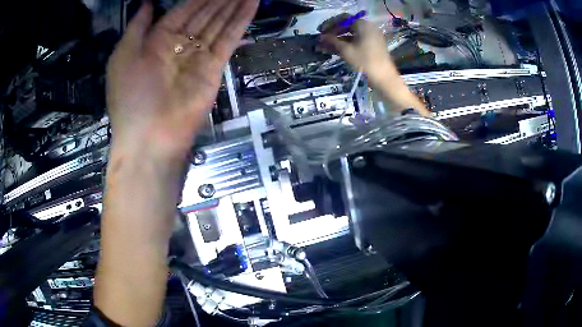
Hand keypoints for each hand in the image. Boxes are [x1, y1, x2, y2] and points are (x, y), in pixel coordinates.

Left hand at [107, 0, 258, 159]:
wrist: (150, 137)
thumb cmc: (130, 95)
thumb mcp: (123, 56)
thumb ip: (136, 27)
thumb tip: (148, 3)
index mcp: (155, 42)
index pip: (181, 12)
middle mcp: (178, 46)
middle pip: (203, 15)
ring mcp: (198, 57)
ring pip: (218, 24)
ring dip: (233, 6)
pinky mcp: (214, 68)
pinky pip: (228, 39)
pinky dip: (240, 22)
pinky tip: (252, 4)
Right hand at [320, 18, 429, 115]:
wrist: (385, 79)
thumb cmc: (365, 62)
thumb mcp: (346, 51)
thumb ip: (332, 41)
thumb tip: (321, 36)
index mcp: (363, 24)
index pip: (343, 18)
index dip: (330, 24)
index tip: (320, 31)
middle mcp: (369, 27)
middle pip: (347, 26)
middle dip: (333, 32)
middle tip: (322, 39)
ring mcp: (372, 37)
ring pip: (352, 34)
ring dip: (338, 39)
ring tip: (326, 46)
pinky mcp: (373, 45)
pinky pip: (357, 41)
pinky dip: (347, 44)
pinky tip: (336, 50)